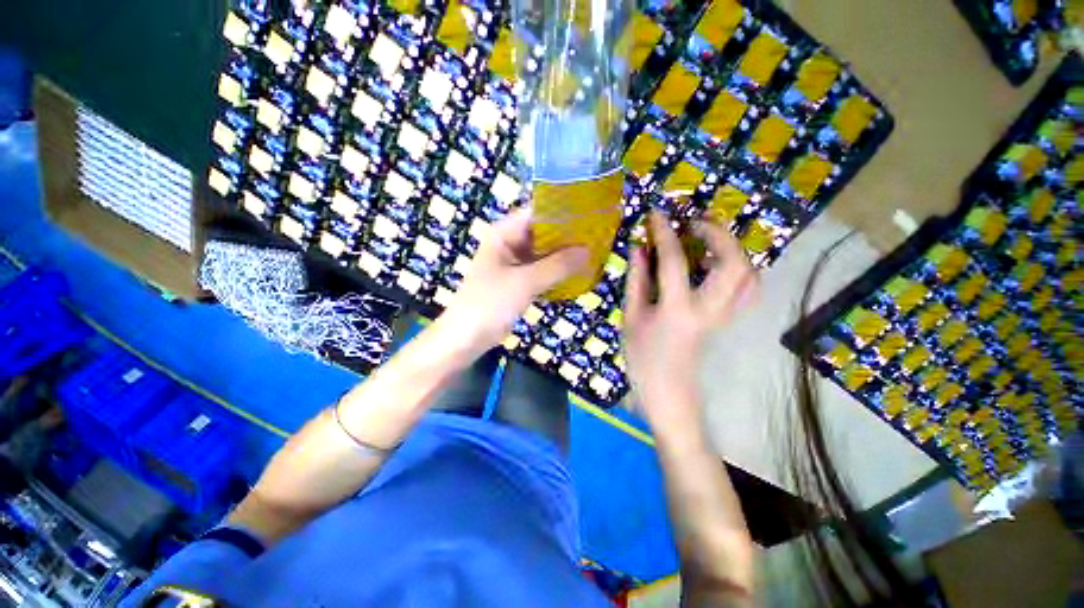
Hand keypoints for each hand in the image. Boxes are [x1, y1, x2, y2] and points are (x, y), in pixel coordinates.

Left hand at [444, 208, 587, 346]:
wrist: (466, 337)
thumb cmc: (490, 303)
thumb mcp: (525, 282)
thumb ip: (557, 266)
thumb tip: (588, 251)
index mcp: (504, 234)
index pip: (537, 212)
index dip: (562, 212)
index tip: (590, 215)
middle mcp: (509, 243)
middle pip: (543, 232)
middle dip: (567, 236)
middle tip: (597, 237)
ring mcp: (514, 263)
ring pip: (544, 252)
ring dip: (564, 255)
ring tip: (593, 252)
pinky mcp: (519, 281)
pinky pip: (542, 270)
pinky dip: (557, 271)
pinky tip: (578, 272)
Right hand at [623, 212, 758, 434]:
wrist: (668, 390)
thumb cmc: (642, 356)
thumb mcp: (631, 316)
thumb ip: (636, 280)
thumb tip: (640, 248)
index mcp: (676, 310)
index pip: (674, 261)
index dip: (664, 233)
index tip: (656, 213)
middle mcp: (708, 310)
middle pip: (732, 263)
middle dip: (718, 234)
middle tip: (696, 221)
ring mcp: (723, 316)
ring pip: (749, 275)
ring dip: (734, 248)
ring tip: (711, 236)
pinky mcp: (727, 320)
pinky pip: (748, 290)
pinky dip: (741, 268)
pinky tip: (722, 262)